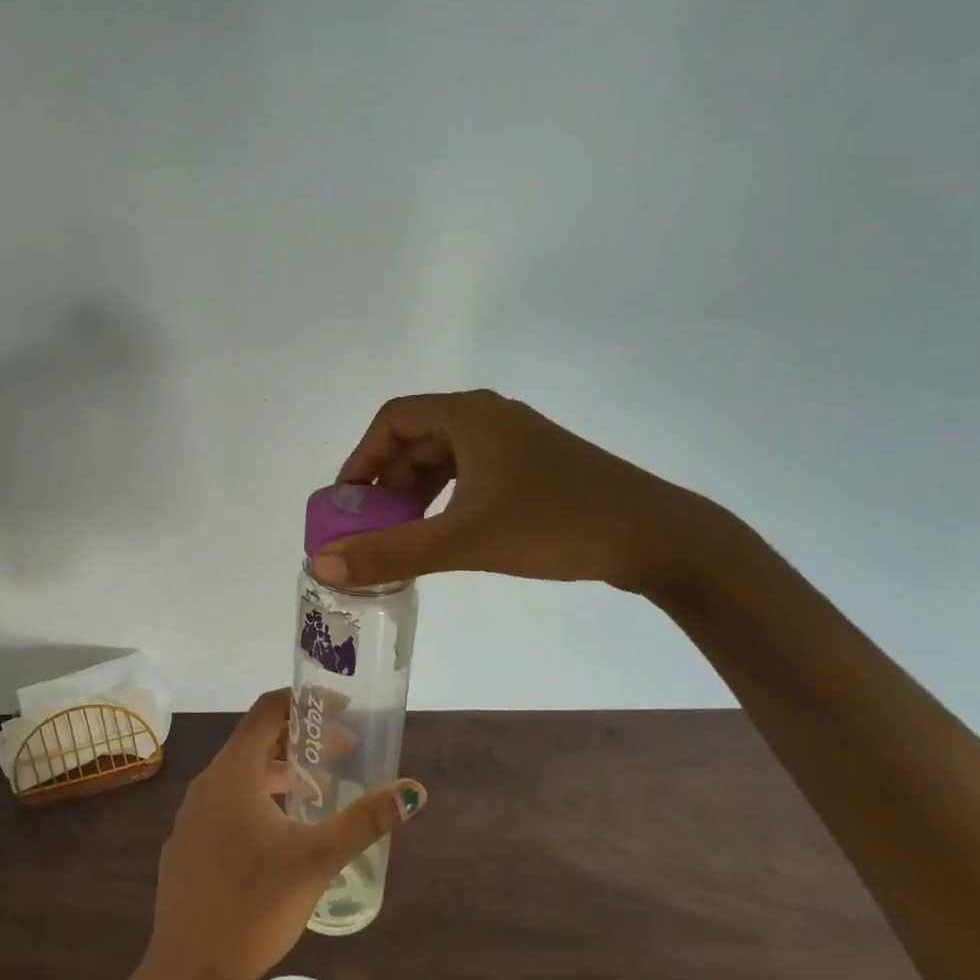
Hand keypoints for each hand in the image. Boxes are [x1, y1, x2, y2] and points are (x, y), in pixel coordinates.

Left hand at [143, 690, 425, 979]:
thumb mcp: (317, 860)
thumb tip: (414, 790)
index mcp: (232, 772)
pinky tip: (284, 833)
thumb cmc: (253, 907)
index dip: (305, 701)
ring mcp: (193, 814)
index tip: (342, 710)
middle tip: (347, 752)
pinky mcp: (189, 843)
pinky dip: (261, 800)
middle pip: (258, 742)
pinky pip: (229, 803)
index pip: (268, 710)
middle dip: (303, 741)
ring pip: (243, 775)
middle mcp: (208, 783)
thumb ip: (365, 821)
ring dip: (284, 774)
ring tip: (324, 792)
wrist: (186, 974)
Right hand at [315, 389, 708, 594]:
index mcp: (468, 415)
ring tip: (403, 535)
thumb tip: (322, 564)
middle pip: (417, 439)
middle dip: (388, 482)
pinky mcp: (535, 465)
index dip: (361, 458)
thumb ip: (390, 552)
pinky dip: (447, 498)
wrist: (657, 537)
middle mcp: (489, 416)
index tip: (348, 502)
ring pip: (445, 458)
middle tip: (372, 527)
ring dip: (416, 493)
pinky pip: (472, 472)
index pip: (391, 421)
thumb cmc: (554, 524)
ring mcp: (516, 440)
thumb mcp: (462, 539)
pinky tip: (445, 532)